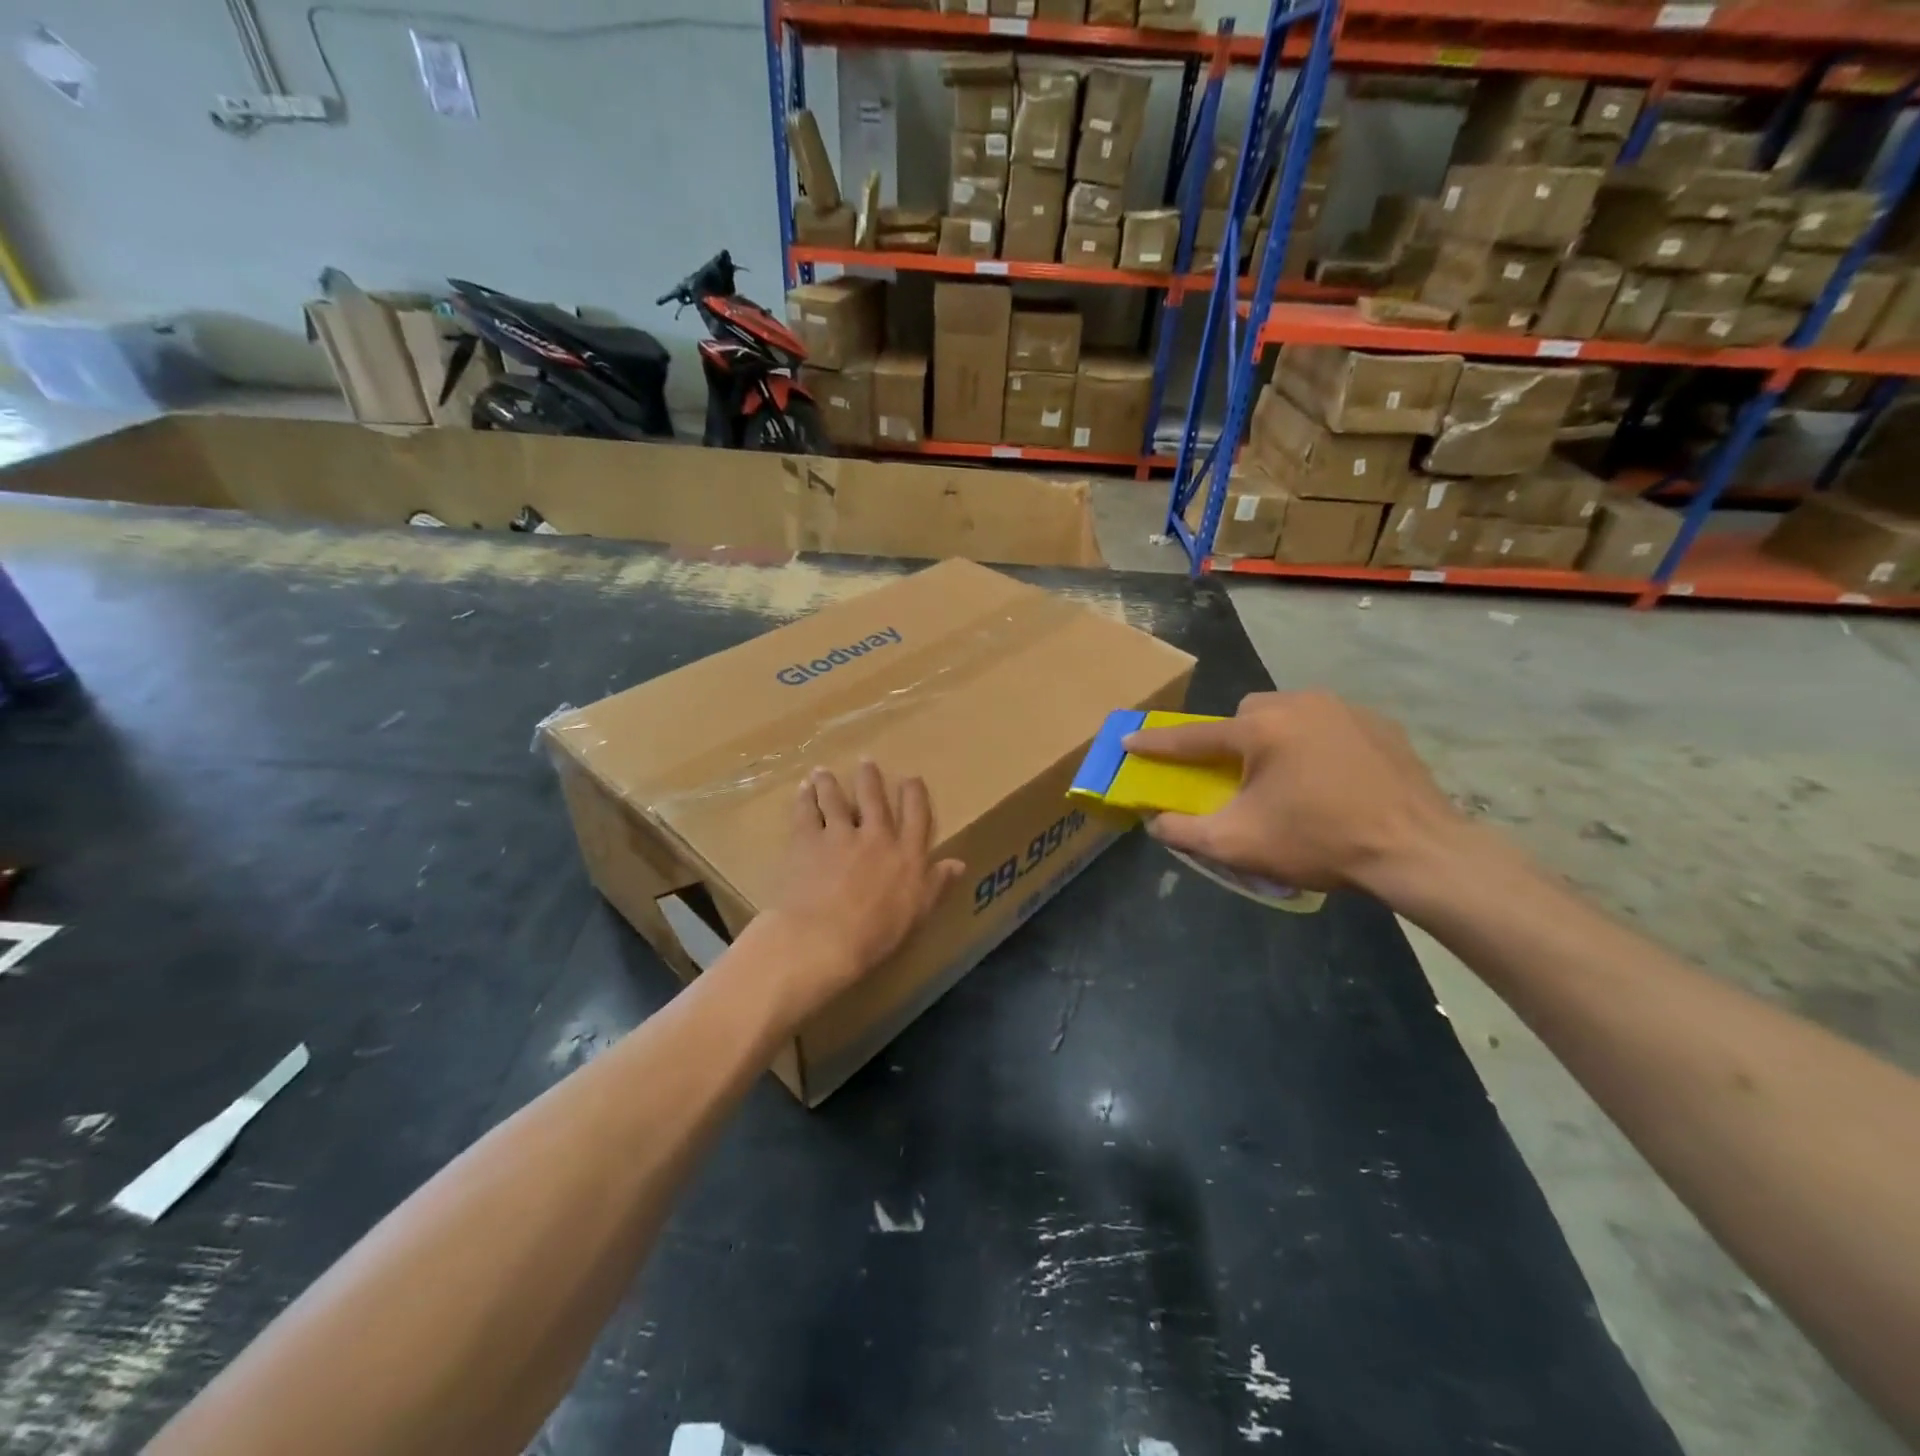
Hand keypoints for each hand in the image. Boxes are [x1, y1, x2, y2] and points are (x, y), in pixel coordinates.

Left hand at [758, 760, 964, 1023]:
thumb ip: (936, 884)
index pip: (916, 815)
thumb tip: (959, 863)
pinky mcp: (807, 840)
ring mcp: (839, 835)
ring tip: (824, 772)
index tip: (911, 778)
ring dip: (830, 784)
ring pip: (835, 800)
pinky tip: (802, 790)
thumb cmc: (876, 934)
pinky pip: (806, 812)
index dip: (914, 793)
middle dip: (870, 778)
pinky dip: (804, 799)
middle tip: (866, 761)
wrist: (823, 937)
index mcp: (906, 854)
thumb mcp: (917, 913)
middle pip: (874, 798)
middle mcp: (875, 836)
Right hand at [1122, 691, 1464, 897]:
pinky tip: (1329, 777)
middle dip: (1232, 740)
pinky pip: (1326, 722)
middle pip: (1245, 714)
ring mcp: (1343, 708)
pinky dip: (1314, 742)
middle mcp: (1299, 704)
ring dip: (1274, 738)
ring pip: (1287, 713)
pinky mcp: (1377, 722)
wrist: (1418, 850)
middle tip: (1240, 778)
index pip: (1194, 736)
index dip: (1158, 743)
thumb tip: (1156, 822)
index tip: (1131, 740)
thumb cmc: (1320, 843)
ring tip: (1288, 779)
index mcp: (1261, 729)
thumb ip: (1186, 831)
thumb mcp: (1239, 845)